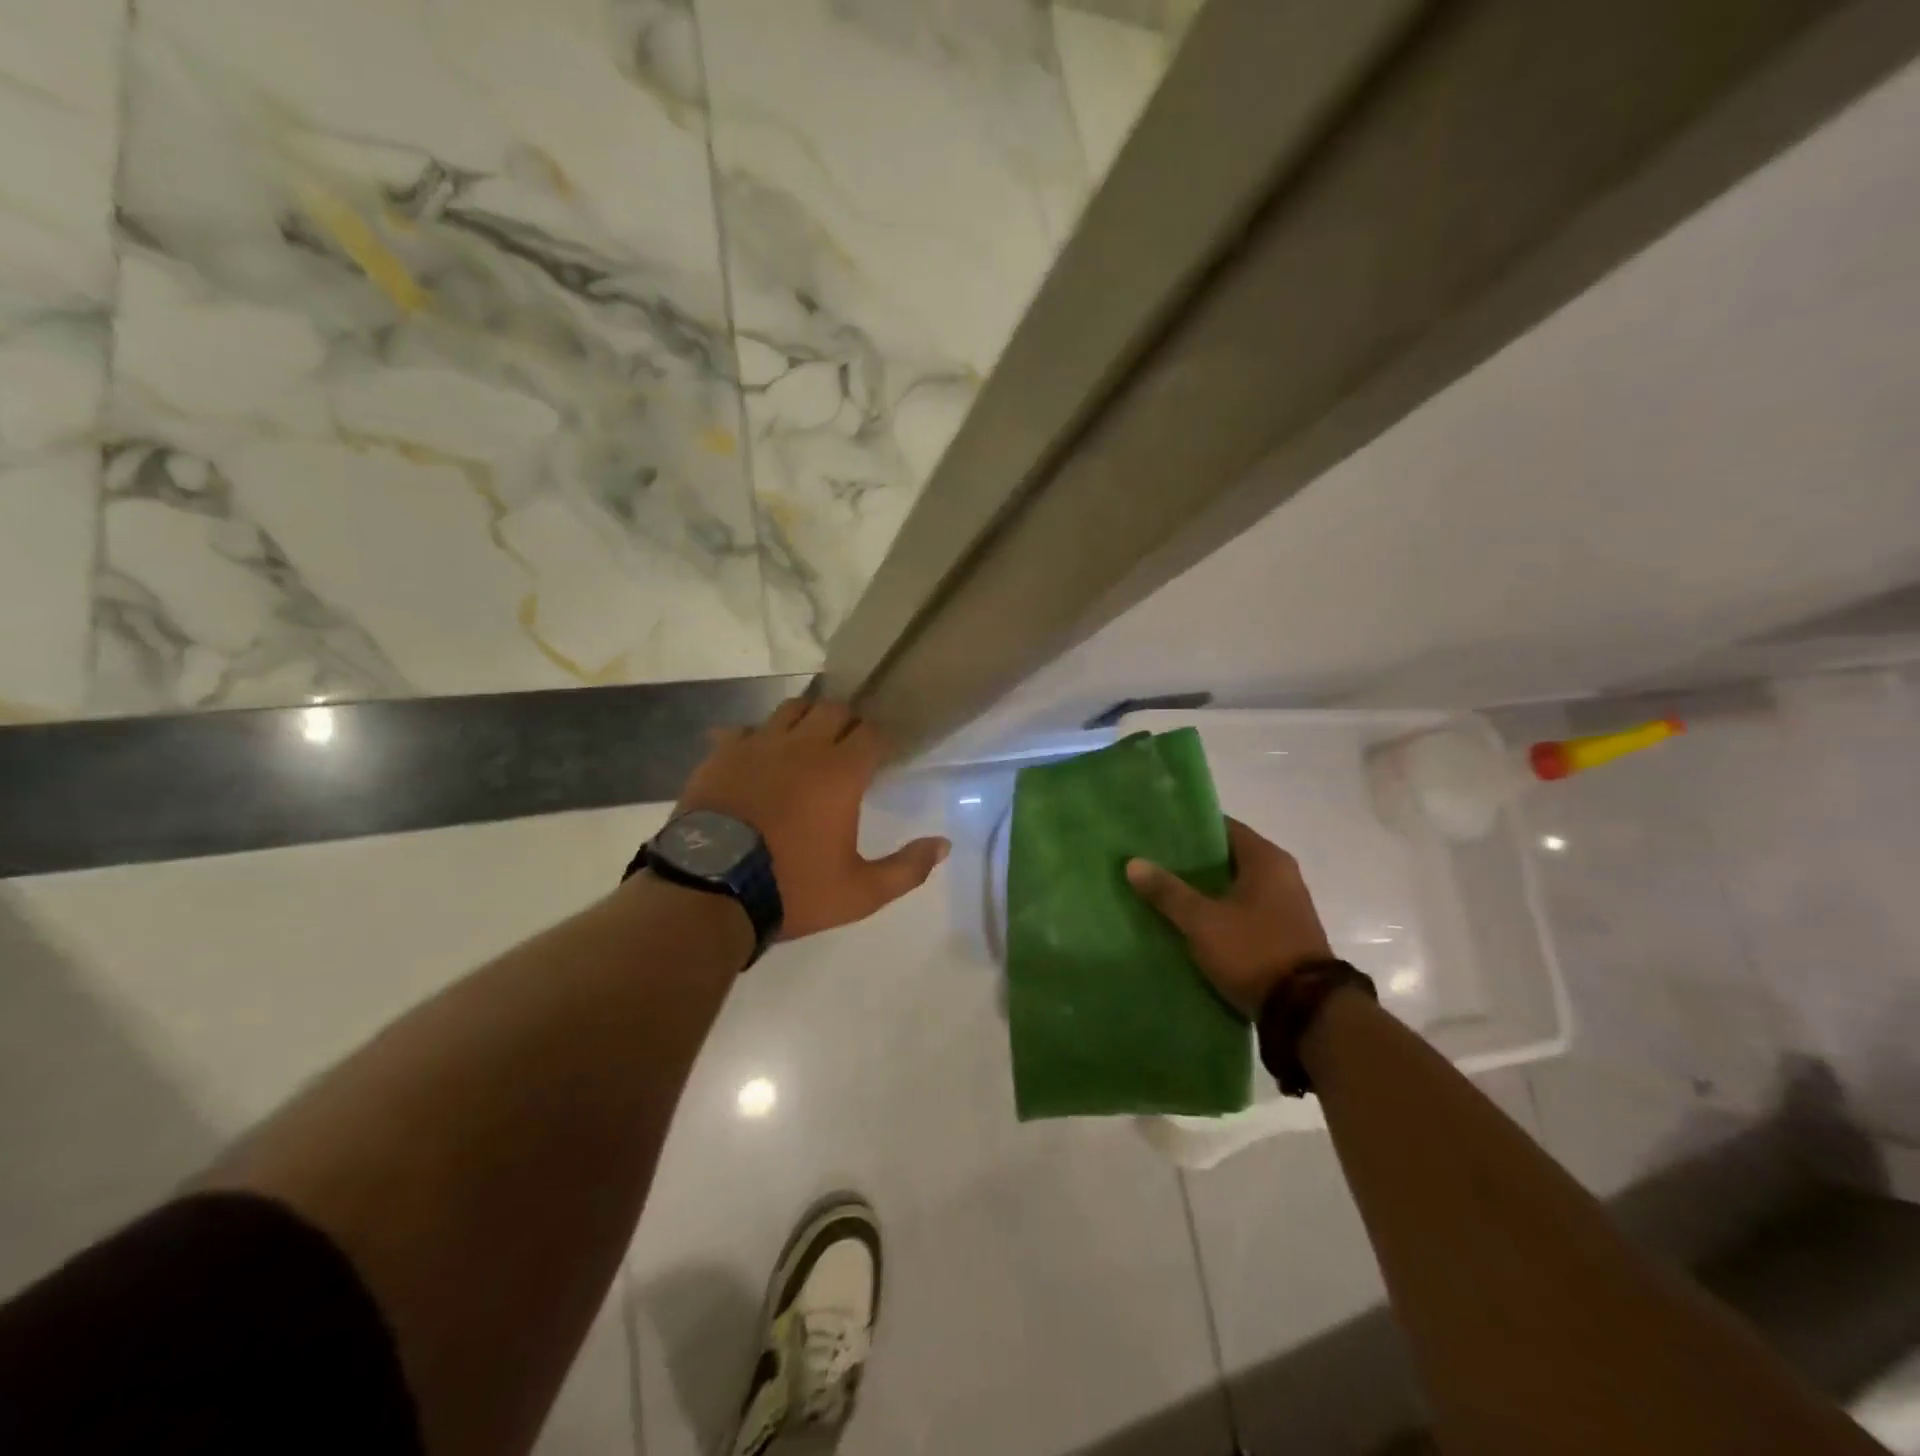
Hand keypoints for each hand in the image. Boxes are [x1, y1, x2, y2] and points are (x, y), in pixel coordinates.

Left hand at [677, 698, 950, 940]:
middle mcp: (802, 747)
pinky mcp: (721, 754)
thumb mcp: (859, 893)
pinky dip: (757, 737)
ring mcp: (757, 745)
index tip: (880, 757)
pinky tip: (757, 758)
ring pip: (790, 708)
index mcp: (840, 772)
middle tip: (846, 749)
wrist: (708, 892)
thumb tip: (944, 845)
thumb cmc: (792, 889)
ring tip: (805, 744)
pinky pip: (744, 729)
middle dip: (846, 723)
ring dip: (805, 720)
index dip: (879, 741)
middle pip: (833, 709)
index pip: (871, 732)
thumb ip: (907, 868)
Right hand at [1126, 817, 1332, 1017]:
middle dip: (1192, 861)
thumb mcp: (1203, 922)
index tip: (1158, 832)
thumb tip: (1133, 863)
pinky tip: (1190, 920)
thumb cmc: (1254, 951)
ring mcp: (1285, 905)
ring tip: (1164, 891)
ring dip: (1204, 889)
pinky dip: (1219, 910)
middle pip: (1227, 857)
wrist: (1306, 1012)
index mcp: (1266, 859)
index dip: (1190, 828)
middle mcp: (1281, 874)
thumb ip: (1168, 892)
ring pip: (1234, 886)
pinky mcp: (1282, 932)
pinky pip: (1243, 910)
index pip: (1223, 827)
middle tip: (1153, 862)